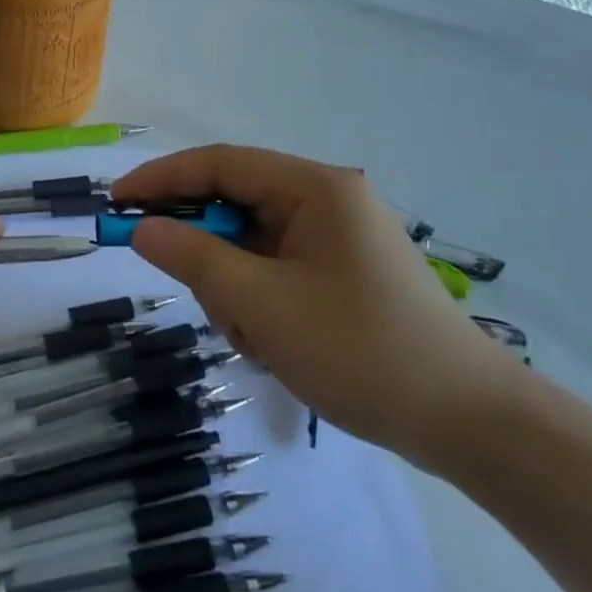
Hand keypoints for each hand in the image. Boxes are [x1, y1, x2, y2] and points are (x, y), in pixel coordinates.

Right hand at [115, 146, 518, 470]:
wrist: (475, 428)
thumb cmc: (363, 352)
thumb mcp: (262, 306)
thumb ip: (194, 259)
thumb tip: (142, 228)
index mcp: (313, 188)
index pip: (219, 164)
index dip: (161, 179)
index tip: (116, 202)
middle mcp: (326, 201)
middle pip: (236, 205)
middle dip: (206, 250)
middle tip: (193, 293)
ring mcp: (338, 239)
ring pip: (253, 244)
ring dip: (235, 286)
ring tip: (253, 338)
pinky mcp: (345, 274)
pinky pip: (277, 270)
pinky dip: (259, 301)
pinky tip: (274, 344)